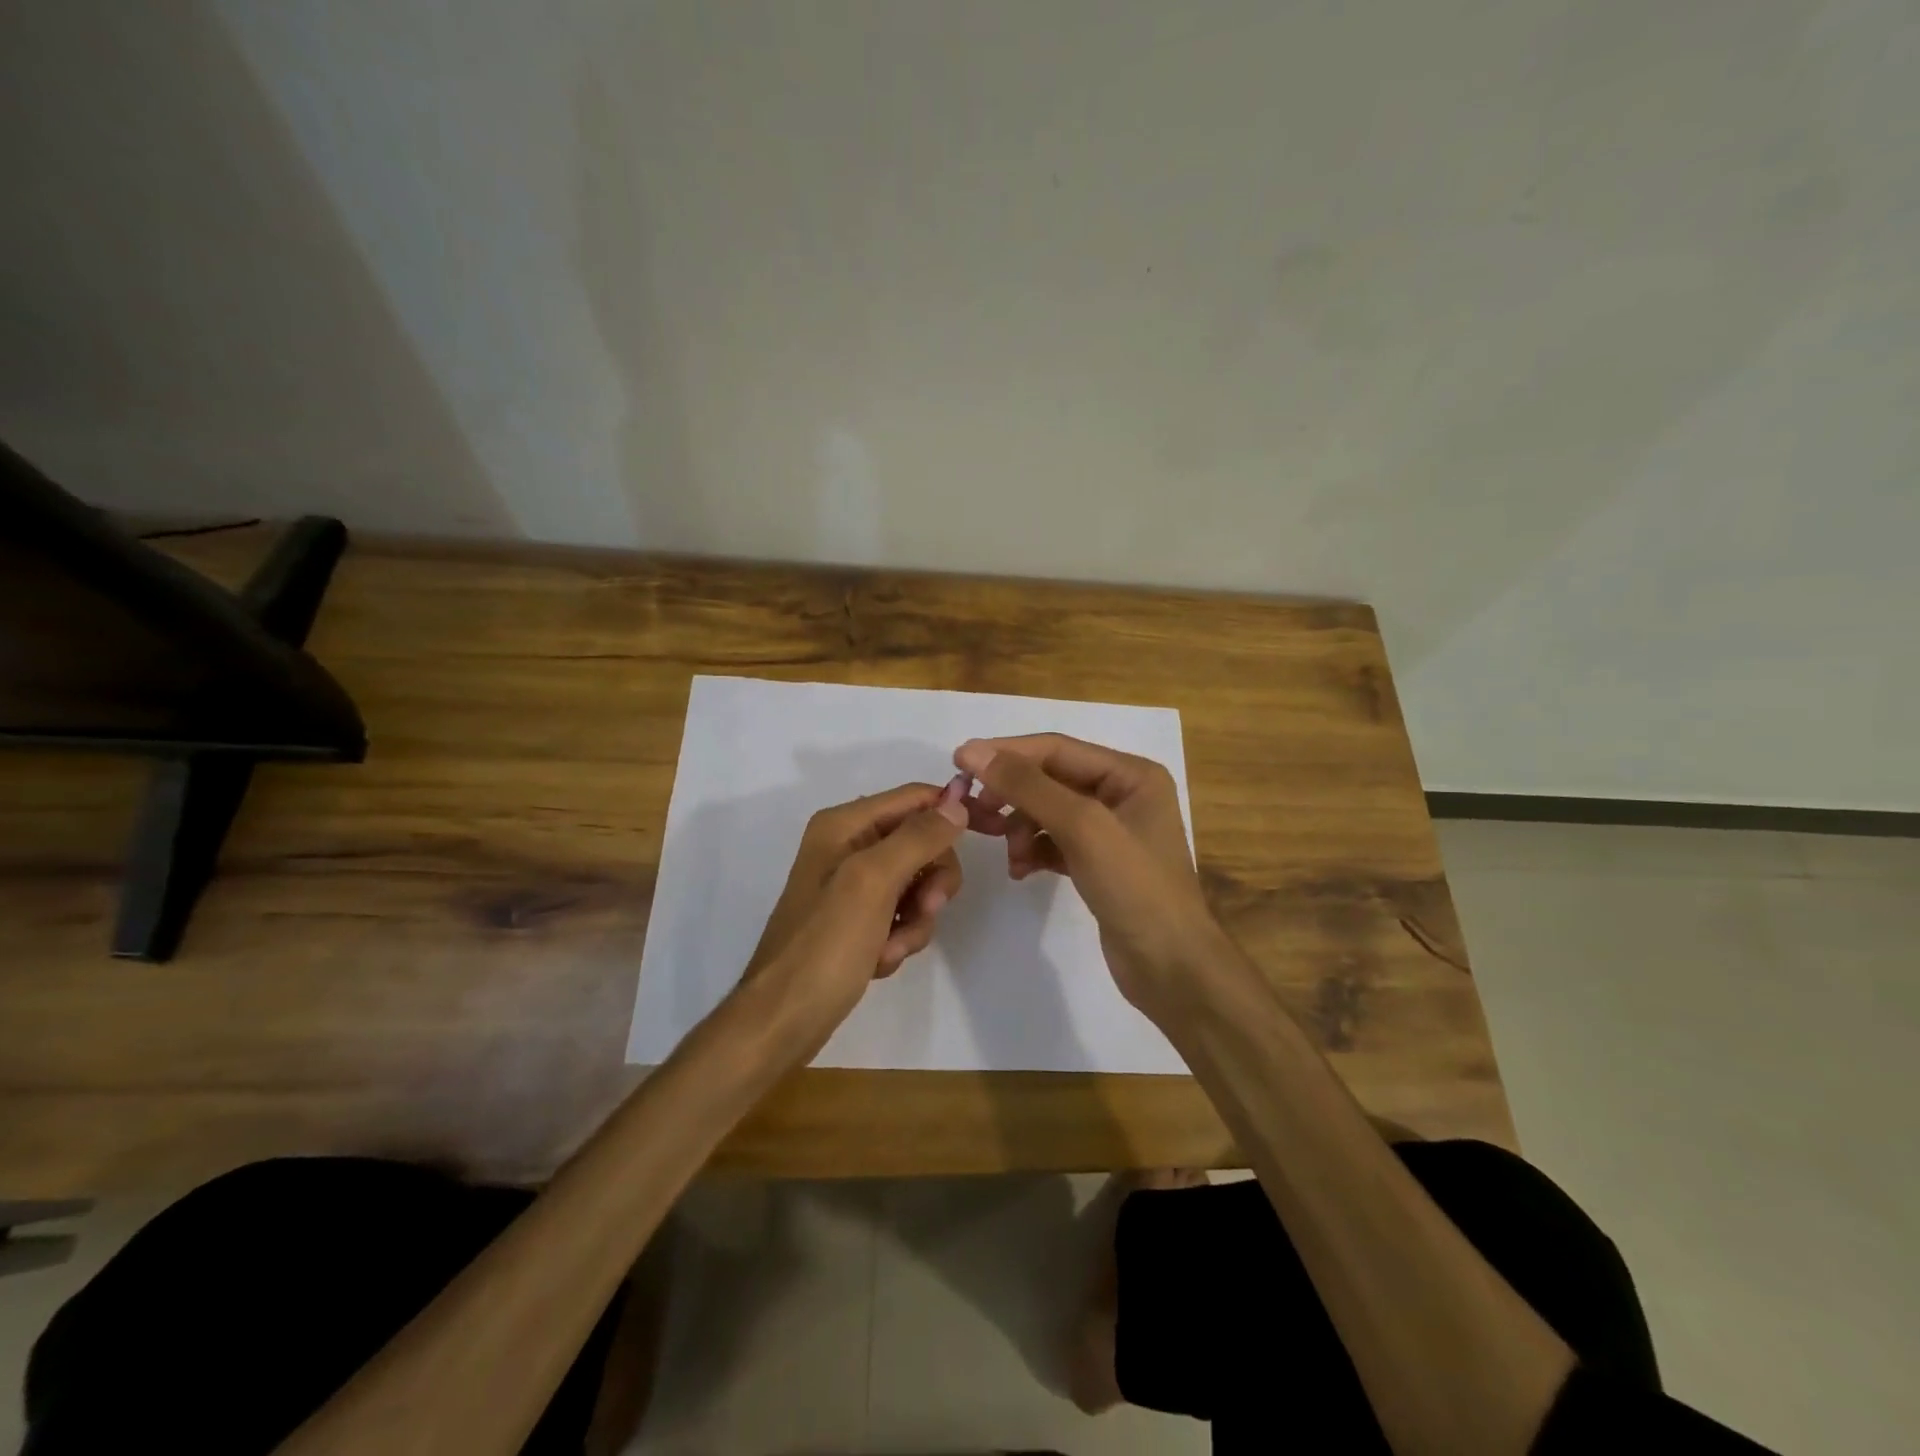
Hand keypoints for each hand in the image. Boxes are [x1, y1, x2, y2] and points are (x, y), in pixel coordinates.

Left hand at [738, 783, 968, 1055]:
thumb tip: (958, 800)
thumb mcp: (873, 883)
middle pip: (922, 842)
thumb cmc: (825, 945)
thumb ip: (918, 838)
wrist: (783, 1019)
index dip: (953, 810)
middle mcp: (849, 846)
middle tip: (925, 909)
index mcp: (845, 825)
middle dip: (929, 881)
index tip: (992, 831)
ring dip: (915, 919)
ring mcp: (853, 885)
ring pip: (917, 884)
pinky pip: (902, 915)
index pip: (916, 798)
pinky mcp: (859, 920)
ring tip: (891, 947)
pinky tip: (879, 960)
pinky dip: (900, 938)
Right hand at [953, 734, 1233, 1023]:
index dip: (1007, 753)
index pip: (1057, 749)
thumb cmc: (1136, 888)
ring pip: (1048, 812)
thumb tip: (973, 752)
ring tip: (1010, 856)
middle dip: (1013, 796)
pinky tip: (1021, 871)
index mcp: (1131, 774)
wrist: (1171, 969)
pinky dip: (1033, 851)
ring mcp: (1111, 831)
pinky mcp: (1098, 863)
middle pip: (1050, 779)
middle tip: (976, 813)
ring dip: (1021, 829)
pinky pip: (1054, 842)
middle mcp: (1123, 794)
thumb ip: (1029, 787)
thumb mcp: (1083, 828)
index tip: (959, 762)